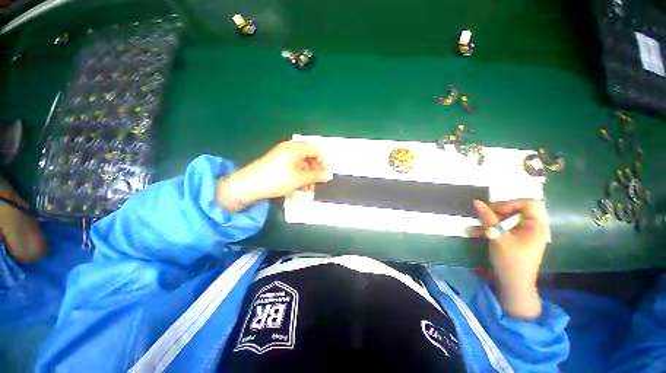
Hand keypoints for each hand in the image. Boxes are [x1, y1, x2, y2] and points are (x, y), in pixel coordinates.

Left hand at [216, 141, 330, 210]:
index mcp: (296, 147)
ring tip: (310, 188)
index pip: (316, 150)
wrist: (249, 185)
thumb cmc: (277, 179)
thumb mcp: (299, 179)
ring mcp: (283, 154)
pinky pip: (294, 166)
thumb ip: (316, 176)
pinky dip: (300, 174)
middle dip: (316, 169)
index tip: (327, 174)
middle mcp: (290, 148)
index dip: (324, 162)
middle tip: (319, 181)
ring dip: (308, 174)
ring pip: (302, 162)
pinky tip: (302, 186)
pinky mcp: (278, 162)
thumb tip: (328, 175)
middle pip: (309, 156)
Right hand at [473, 199, 548, 318]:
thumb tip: (476, 202)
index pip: (527, 204)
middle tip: (483, 216)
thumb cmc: (510, 260)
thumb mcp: (497, 237)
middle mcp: (534, 228)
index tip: (492, 210)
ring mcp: (526, 235)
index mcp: (536, 226)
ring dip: (492, 221)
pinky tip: (479, 232)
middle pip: (517, 210)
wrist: (514, 285)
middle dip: (498, 212)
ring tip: (478, 226)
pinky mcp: (518, 241)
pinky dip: (493, 228)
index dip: (509, 204)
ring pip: (509, 219)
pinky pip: (506, 228)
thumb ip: (487, 218)